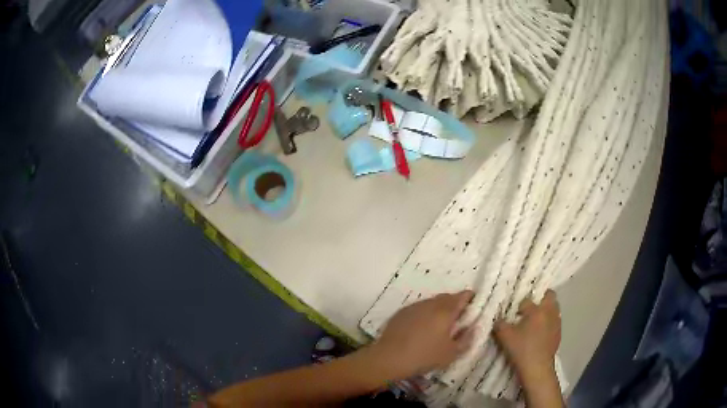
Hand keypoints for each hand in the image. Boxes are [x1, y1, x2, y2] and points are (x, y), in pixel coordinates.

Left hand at [369, 290, 474, 379]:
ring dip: (439, 309)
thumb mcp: (451, 353)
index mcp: (446, 310)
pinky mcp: (401, 313)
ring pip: (432, 302)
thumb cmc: (424, 356)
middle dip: (455, 304)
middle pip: (447, 297)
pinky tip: (421, 329)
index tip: (474, 307)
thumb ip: (466, 339)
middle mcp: (430, 303)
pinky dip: (424, 314)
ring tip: (439, 325)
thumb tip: (473, 328)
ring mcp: (414, 306)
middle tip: (458, 319)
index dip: (471, 299)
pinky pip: (418, 309)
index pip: (463, 296)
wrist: (389, 358)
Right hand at [494, 290, 560, 384]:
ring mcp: (556, 322)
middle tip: (530, 307)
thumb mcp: (504, 336)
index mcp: (537, 310)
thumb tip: (498, 319)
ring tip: (535, 321)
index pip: (527, 300)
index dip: (519, 305)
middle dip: (541, 298)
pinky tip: (539, 333)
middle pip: (549, 296)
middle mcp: (549, 312)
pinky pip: (554, 321)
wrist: (537, 368)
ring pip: (554, 308)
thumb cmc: (521, 350)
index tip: (513, 312)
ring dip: (546, 311)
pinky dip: (548, 322)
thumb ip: (499, 324)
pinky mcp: (559, 333)